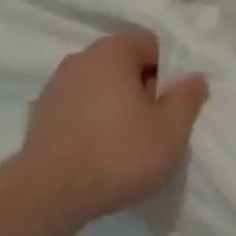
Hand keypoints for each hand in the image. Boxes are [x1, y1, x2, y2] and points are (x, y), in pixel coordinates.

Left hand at [23, 29, 209, 221]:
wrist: (50, 192)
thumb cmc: (119, 153)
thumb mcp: (171, 130)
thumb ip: (187, 98)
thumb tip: (194, 77)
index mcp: (111, 51)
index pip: (149, 43)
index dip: (167, 72)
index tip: (170, 106)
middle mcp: (80, 58)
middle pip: (123, 63)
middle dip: (142, 89)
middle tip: (152, 127)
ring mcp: (56, 85)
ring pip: (99, 85)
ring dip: (115, 106)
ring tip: (124, 144)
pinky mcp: (41, 112)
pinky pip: (78, 107)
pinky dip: (91, 121)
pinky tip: (97, 152)